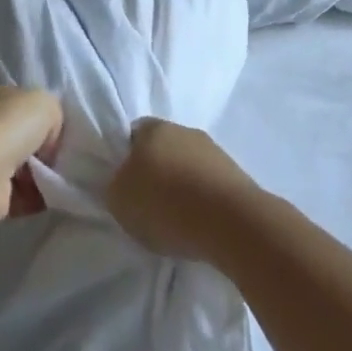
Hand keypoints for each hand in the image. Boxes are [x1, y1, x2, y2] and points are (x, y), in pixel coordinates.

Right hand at [105, 118, 262, 260]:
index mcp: (154, 128)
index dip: (125, 158)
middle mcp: (185, 130)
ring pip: (188, 165)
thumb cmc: (166, 204)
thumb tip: (122, 182)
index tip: (124, 185)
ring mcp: (214, 151)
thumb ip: (115, 185)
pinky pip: (209, 184)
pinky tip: (198, 222)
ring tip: (175, 219)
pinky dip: (201, 200)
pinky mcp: (236, 175)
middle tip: (147, 203)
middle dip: (155, 171)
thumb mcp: (119, 200)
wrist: (231, 222)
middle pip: (162, 149)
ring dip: (181, 185)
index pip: (132, 133)